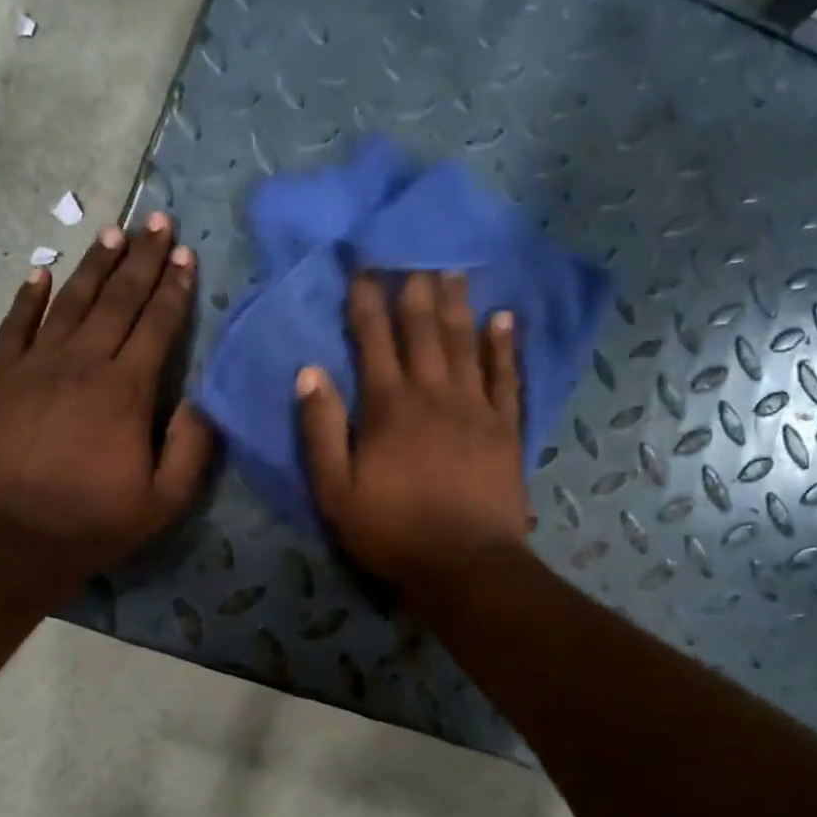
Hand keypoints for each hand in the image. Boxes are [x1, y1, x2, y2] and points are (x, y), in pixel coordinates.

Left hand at [0, 213, 214, 595]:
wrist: (8, 542)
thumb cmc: (93, 522)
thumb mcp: (164, 500)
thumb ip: (191, 447)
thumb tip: (205, 401)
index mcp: (126, 389)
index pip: (156, 324)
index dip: (173, 287)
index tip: (184, 253)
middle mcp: (83, 363)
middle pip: (117, 299)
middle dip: (140, 257)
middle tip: (155, 219)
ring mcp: (35, 366)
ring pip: (70, 302)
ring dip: (94, 266)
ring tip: (111, 232)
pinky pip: (16, 325)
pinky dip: (29, 296)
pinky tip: (41, 271)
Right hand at [296, 272, 529, 599]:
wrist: (465, 565)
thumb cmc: (392, 531)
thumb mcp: (335, 491)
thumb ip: (321, 430)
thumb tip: (309, 372)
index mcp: (388, 407)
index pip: (373, 340)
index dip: (366, 301)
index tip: (361, 267)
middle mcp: (433, 393)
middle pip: (423, 329)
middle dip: (414, 288)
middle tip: (413, 250)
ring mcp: (475, 407)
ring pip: (464, 342)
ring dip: (457, 303)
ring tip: (453, 269)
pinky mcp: (506, 426)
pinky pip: (506, 376)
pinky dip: (504, 345)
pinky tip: (503, 318)